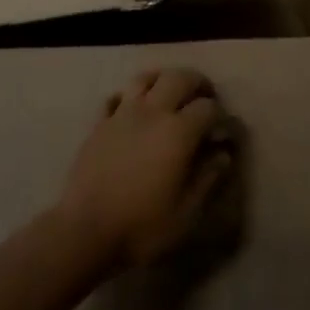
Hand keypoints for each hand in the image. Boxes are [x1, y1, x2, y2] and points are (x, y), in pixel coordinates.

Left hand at [53, 68, 236, 278]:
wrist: (86, 231)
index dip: (221, 116)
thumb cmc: (143, 226)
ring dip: (163, 80)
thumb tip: (223, 154)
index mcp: (178, 132)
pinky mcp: (99, 124)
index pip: (208, 108)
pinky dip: (129, 97)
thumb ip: (207, 178)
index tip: (223, 132)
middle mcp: (151, 112)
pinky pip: (116, 97)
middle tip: (205, 98)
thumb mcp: (187, 212)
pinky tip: (133, 110)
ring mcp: (122, 114)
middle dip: (197, 83)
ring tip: (170, 93)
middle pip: (178, 78)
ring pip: (145, 78)